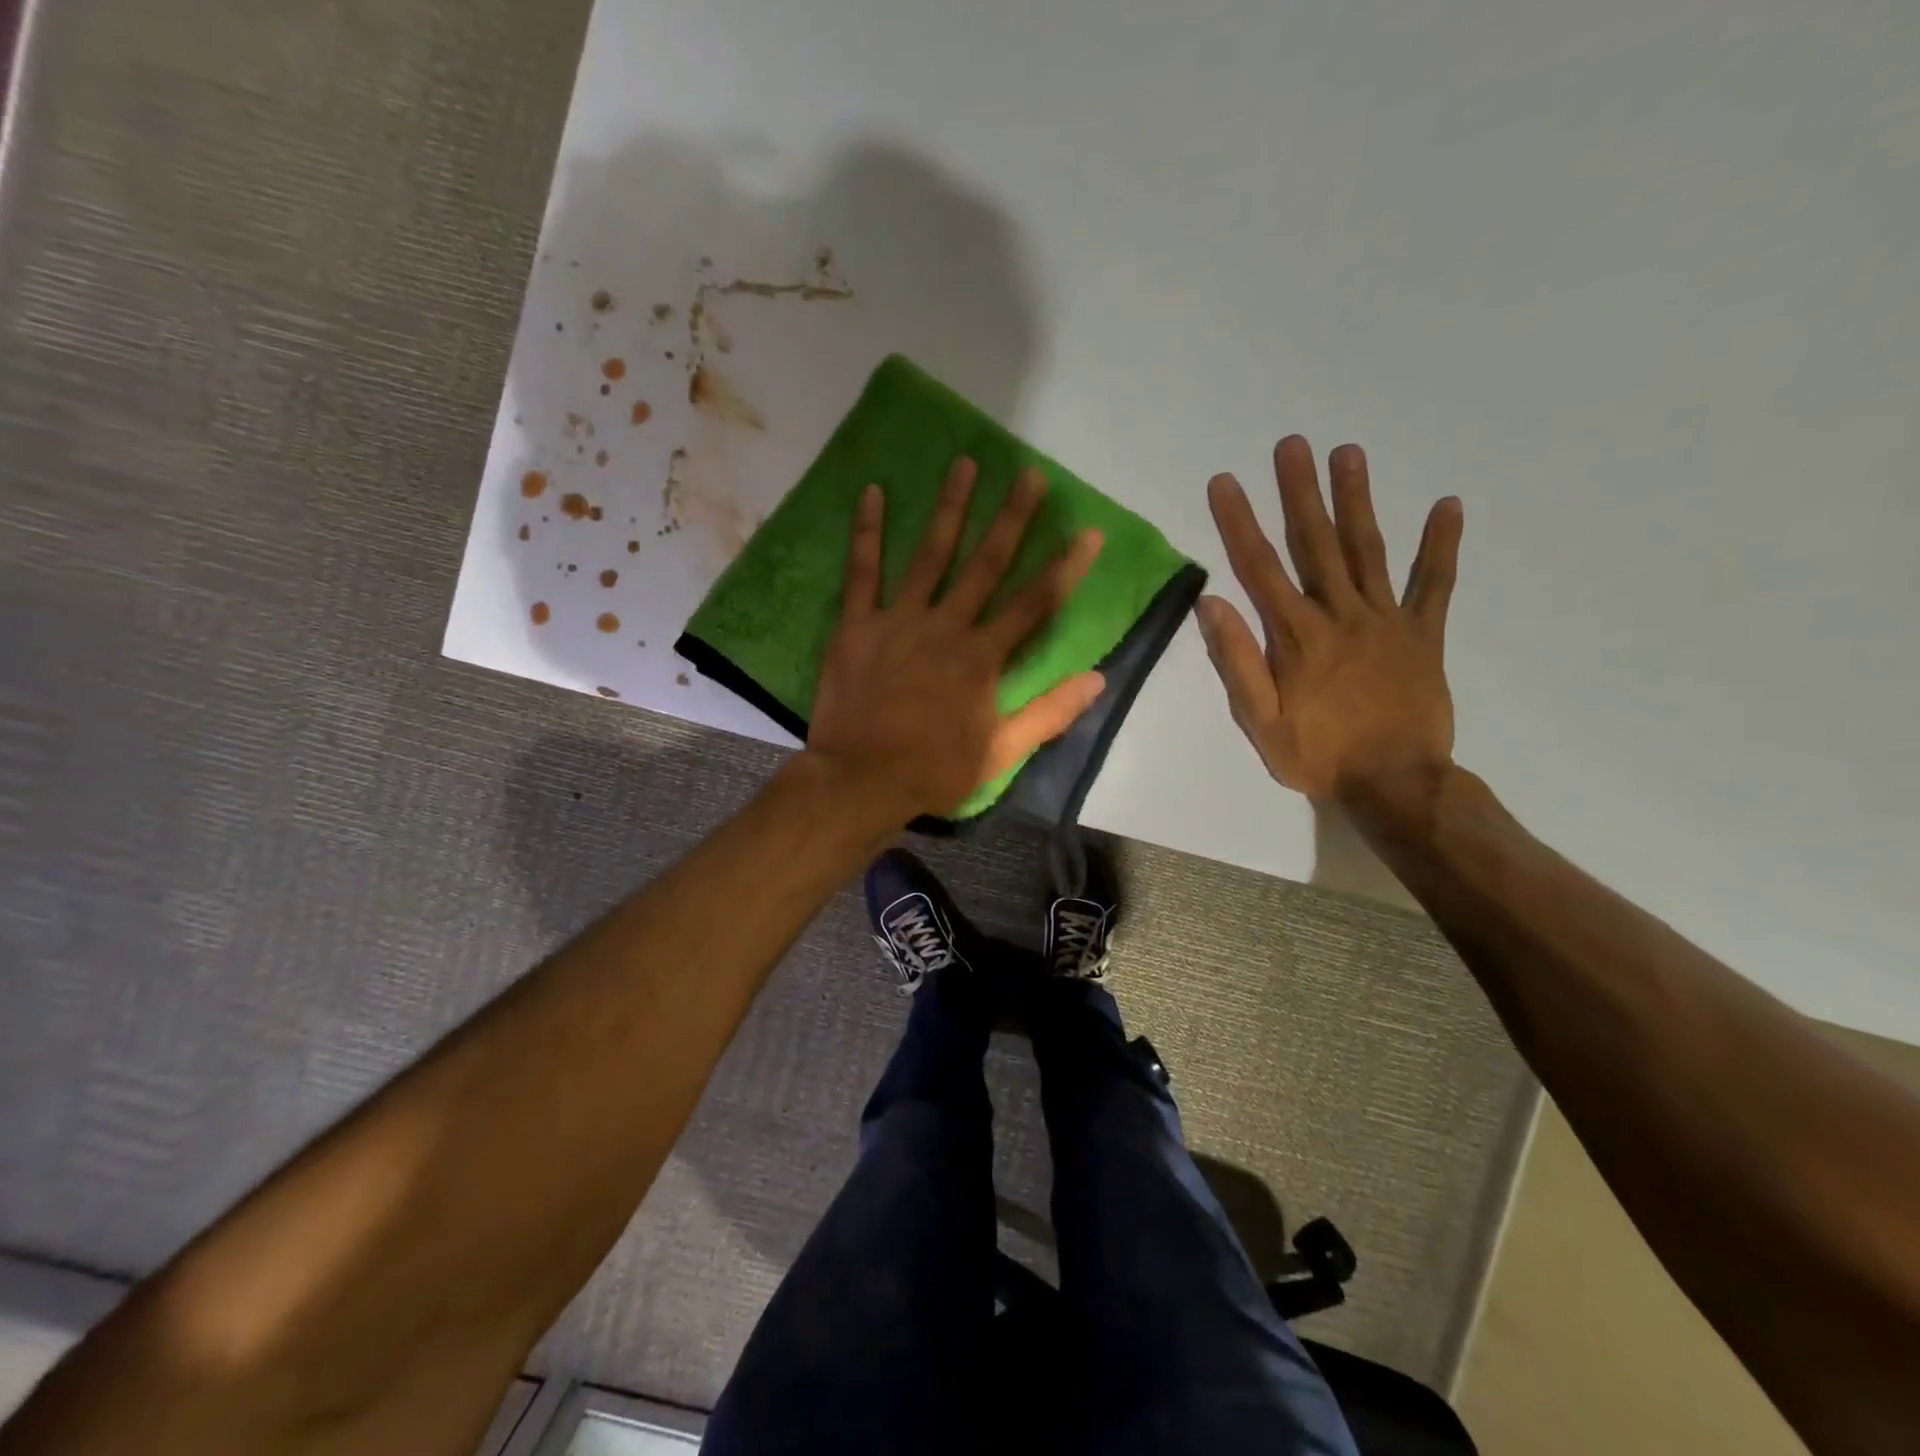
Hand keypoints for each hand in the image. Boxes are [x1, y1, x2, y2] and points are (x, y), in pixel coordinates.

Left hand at [807, 457, 1106, 819]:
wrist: (860, 781)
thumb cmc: (933, 770)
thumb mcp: (1000, 752)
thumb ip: (1048, 714)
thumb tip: (1097, 679)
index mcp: (981, 659)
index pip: (1034, 605)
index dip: (1065, 568)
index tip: (1089, 532)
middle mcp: (945, 627)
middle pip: (985, 565)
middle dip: (1011, 519)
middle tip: (1030, 476)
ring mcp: (898, 621)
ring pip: (929, 555)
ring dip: (949, 508)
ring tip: (965, 464)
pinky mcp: (856, 625)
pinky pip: (861, 572)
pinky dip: (866, 532)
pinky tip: (871, 492)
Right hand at [1198, 435, 1462, 803]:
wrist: (1396, 783)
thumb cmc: (1318, 756)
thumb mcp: (1259, 721)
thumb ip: (1237, 661)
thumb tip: (1212, 602)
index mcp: (1296, 637)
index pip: (1260, 568)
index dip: (1240, 522)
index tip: (1225, 482)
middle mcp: (1341, 615)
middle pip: (1316, 544)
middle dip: (1300, 492)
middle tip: (1293, 444)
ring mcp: (1387, 621)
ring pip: (1368, 551)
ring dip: (1357, 500)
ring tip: (1349, 452)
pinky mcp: (1424, 634)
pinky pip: (1436, 584)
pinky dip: (1441, 546)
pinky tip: (1447, 505)